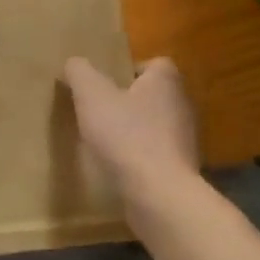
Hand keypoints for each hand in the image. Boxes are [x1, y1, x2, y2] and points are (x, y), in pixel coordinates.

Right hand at [64, 56, 201, 215]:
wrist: (159, 196)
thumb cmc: (126, 136)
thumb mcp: (91, 95)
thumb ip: (80, 72)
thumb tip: (74, 63)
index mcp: (166, 82)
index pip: (155, 64)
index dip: (131, 70)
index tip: (107, 84)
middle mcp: (182, 106)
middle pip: (154, 95)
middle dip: (129, 101)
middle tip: (100, 110)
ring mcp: (185, 141)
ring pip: (156, 126)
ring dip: (134, 131)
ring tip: (105, 141)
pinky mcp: (181, 170)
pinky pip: (157, 155)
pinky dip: (140, 158)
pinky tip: (118, 168)